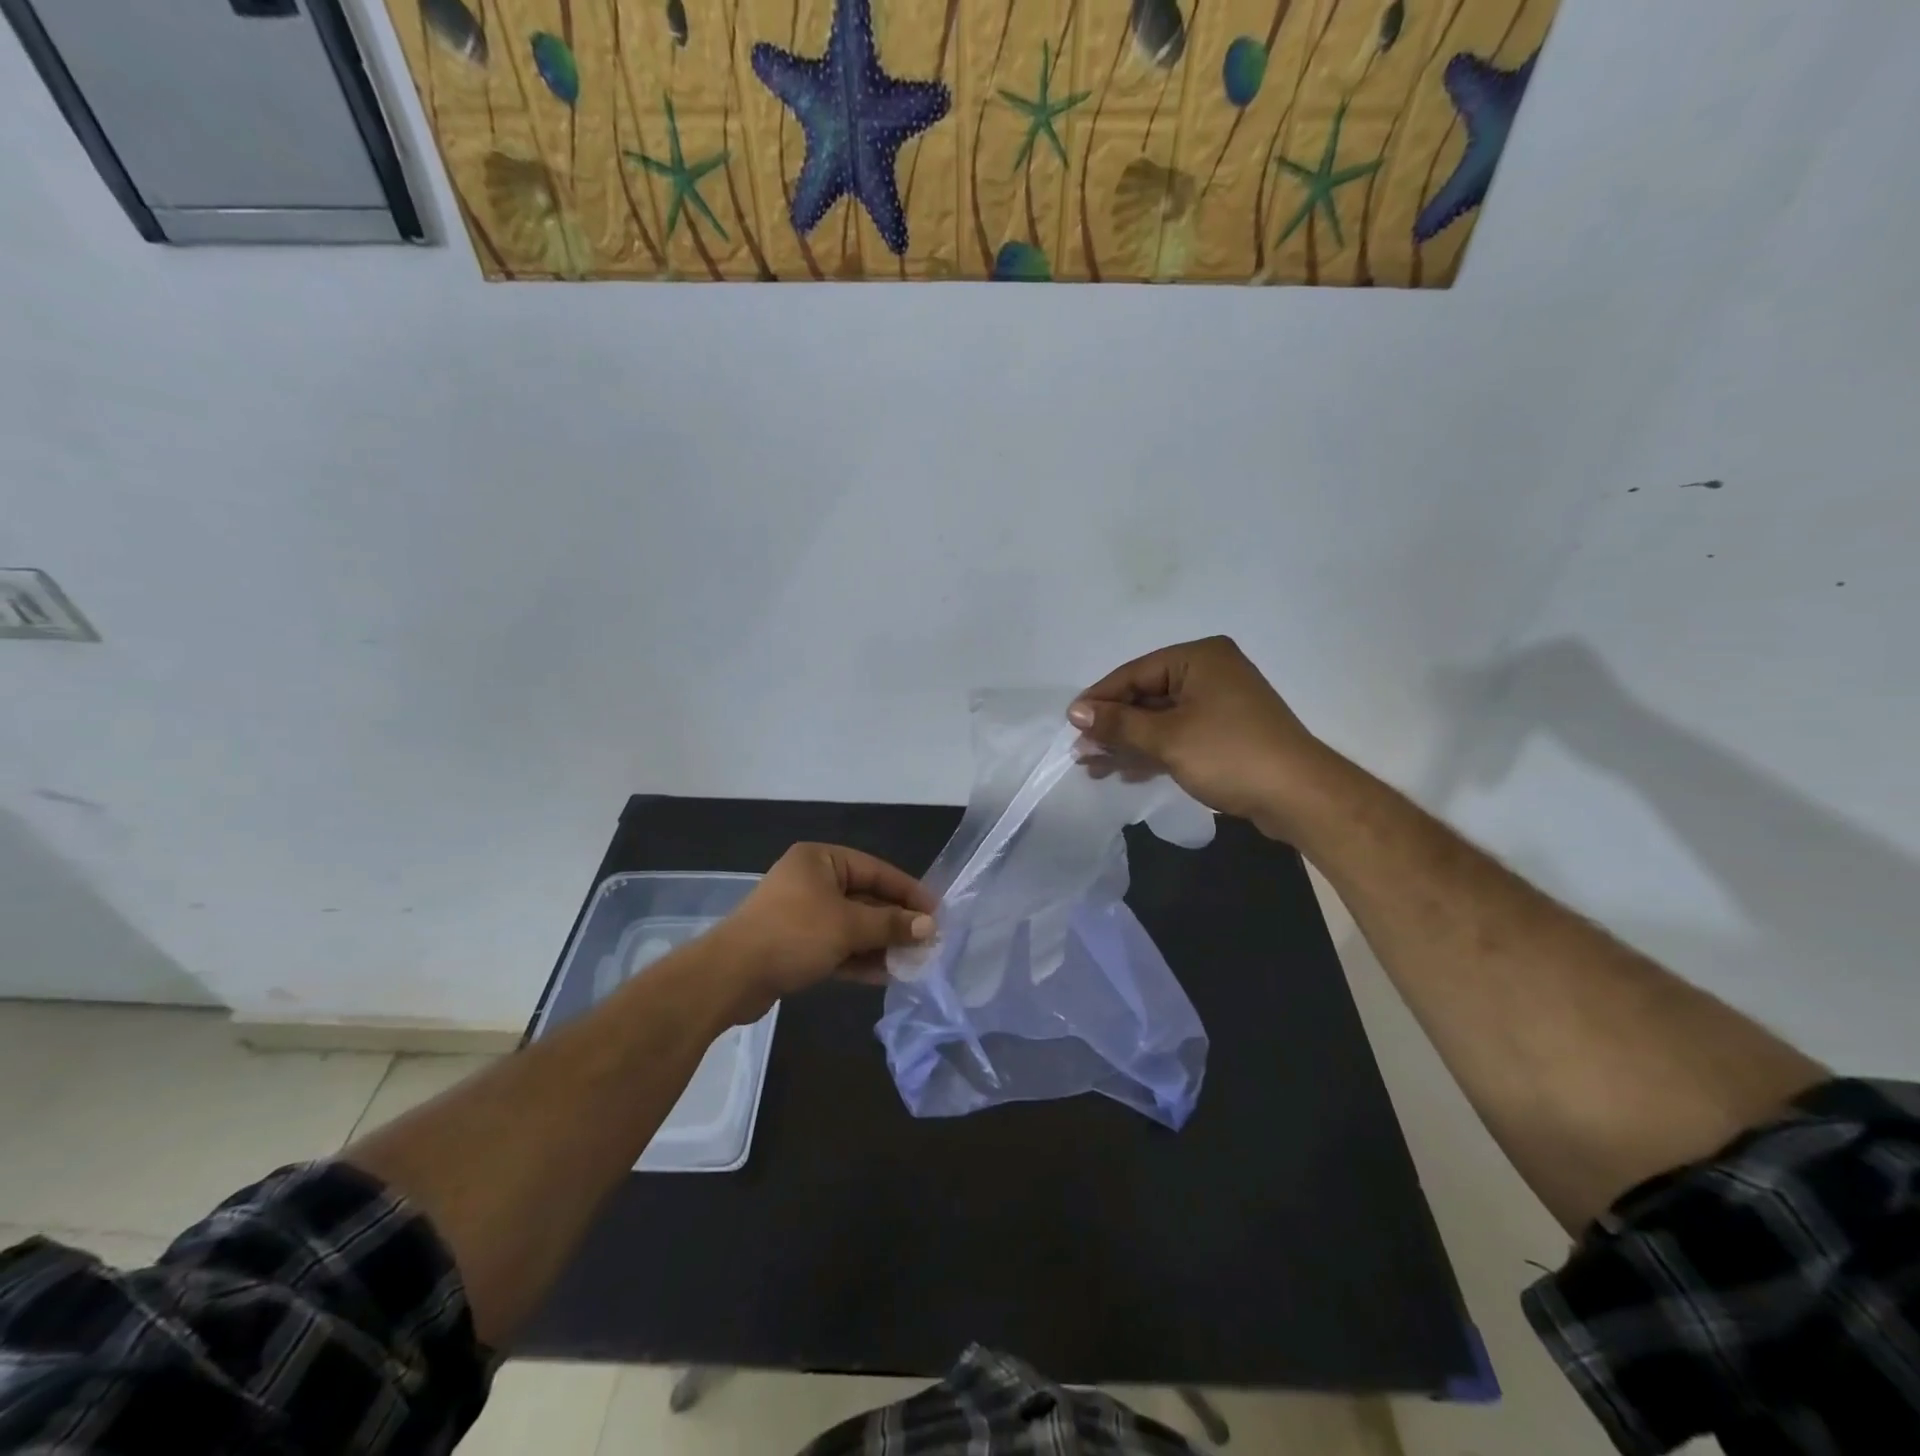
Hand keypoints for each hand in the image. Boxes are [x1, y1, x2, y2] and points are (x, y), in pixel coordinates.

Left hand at [709, 844, 935, 1022]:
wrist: (730, 976)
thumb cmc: (793, 934)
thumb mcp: (848, 926)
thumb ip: (891, 924)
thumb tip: (929, 926)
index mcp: (821, 860)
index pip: (876, 870)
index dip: (908, 891)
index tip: (936, 912)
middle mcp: (811, 881)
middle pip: (865, 899)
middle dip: (895, 922)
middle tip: (928, 942)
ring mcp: (802, 914)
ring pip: (852, 926)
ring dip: (880, 943)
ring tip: (913, 962)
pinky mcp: (795, 945)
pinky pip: (836, 946)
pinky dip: (858, 957)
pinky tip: (886, 974)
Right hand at [1068, 636, 1340, 837]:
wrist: (1299, 796)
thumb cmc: (1229, 754)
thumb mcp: (1167, 738)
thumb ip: (1118, 724)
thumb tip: (1074, 711)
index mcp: (1198, 658)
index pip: (1134, 673)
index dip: (1099, 700)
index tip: (1070, 725)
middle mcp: (1210, 672)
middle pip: (1146, 695)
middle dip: (1112, 727)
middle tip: (1081, 753)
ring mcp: (1220, 704)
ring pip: (1160, 719)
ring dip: (1128, 744)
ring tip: (1094, 768)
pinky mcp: (1226, 733)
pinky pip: (1178, 735)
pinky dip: (1153, 751)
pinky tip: (1127, 772)